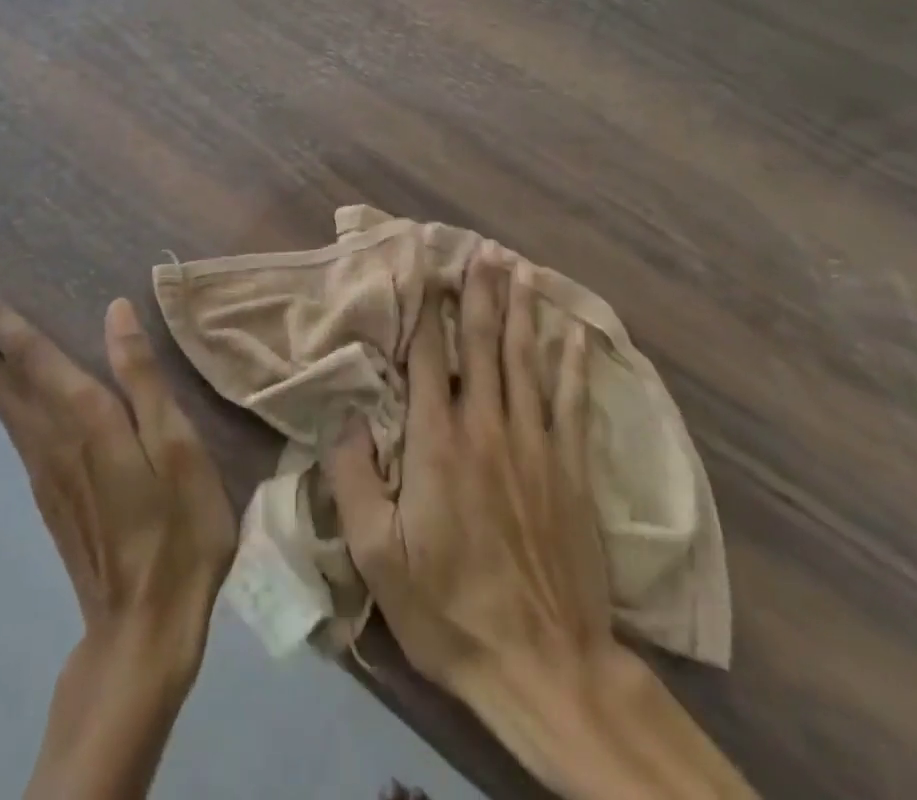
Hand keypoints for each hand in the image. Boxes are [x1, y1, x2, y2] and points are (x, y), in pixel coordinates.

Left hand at [0, 286, 237, 799]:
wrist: (143, 628)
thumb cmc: (176, 531)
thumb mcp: (177, 447)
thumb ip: (143, 377)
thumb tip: (116, 311)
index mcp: (86, 419)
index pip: (30, 355)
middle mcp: (51, 437)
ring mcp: (43, 469)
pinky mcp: (46, 492)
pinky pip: (11, 425)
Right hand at [324, 243, 614, 701]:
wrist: (544, 668)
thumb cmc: (449, 609)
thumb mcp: (377, 556)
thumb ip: (353, 478)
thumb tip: (344, 416)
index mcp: (437, 443)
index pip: (430, 357)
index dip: (427, 308)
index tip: (427, 266)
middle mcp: (487, 428)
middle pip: (483, 344)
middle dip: (481, 292)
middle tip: (484, 248)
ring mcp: (535, 446)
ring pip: (526, 360)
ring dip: (522, 310)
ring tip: (521, 268)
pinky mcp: (571, 470)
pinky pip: (572, 401)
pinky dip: (572, 362)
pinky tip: (572, 331)